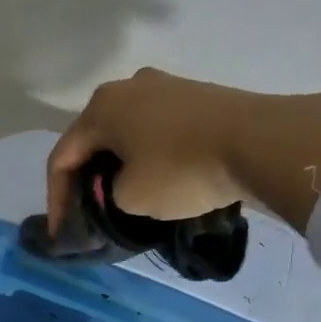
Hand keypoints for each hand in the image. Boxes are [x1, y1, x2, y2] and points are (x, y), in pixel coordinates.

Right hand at [48, 68, 251, 230]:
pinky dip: (145, 156)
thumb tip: (117, 188)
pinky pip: (154, 129)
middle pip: (91, 141)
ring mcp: (164, 86)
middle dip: (85, 180)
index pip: (62, 158)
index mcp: (100, 108)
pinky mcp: (195, 96)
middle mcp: (126, 87)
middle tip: (86, 214)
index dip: (56, 200)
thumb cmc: (182, 170)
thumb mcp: (129, 198)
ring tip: (119, 198)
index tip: (63, 234)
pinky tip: (153, 178)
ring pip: (124, 134)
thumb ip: (106, 195)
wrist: (264, 142)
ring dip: (115, 166)